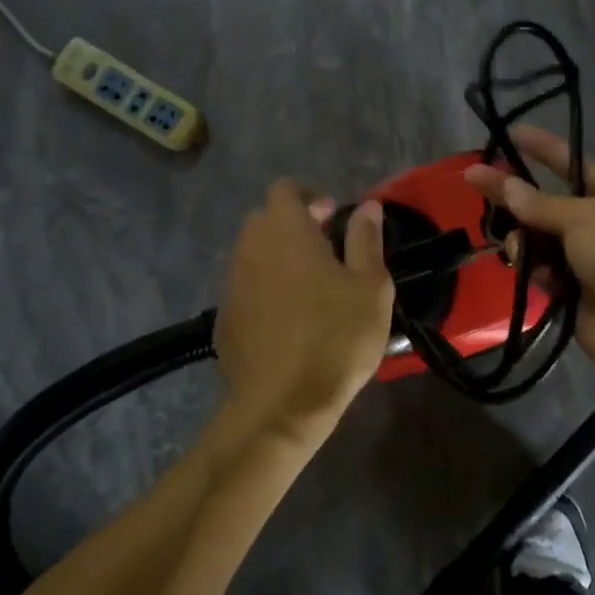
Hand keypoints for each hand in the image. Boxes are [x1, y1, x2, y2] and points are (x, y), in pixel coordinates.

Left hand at [214, 182, 393, 440]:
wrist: (282, 405)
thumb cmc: (337, 338)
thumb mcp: (370, 287)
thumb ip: (367, 240)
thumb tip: (367, 206)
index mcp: (287, 232)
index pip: (285, 190)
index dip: (310, 197)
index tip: (334, 219)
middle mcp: (251, 249)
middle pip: (265, 220)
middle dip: (294, 226)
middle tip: (328, 252)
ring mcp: (232, 285)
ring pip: (253, 254)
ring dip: (279, 259)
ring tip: (311, 289)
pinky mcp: (224, 318)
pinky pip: (246, 288)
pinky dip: (265, 291)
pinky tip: (289, 322)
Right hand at [464, 126, 594, 400]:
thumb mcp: (587, 220)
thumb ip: (542, 204)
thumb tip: (506, 186)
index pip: (572, 163)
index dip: (543, 147)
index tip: (511, 133)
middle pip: (544, 202)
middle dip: (514, 195)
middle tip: (473, 179)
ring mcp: (582, 259)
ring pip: (534, 238)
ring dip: (522, 240)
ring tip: (518, 250)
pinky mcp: (568, 292)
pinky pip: (537, 271)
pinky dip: (531, 271)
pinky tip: (533, 276)